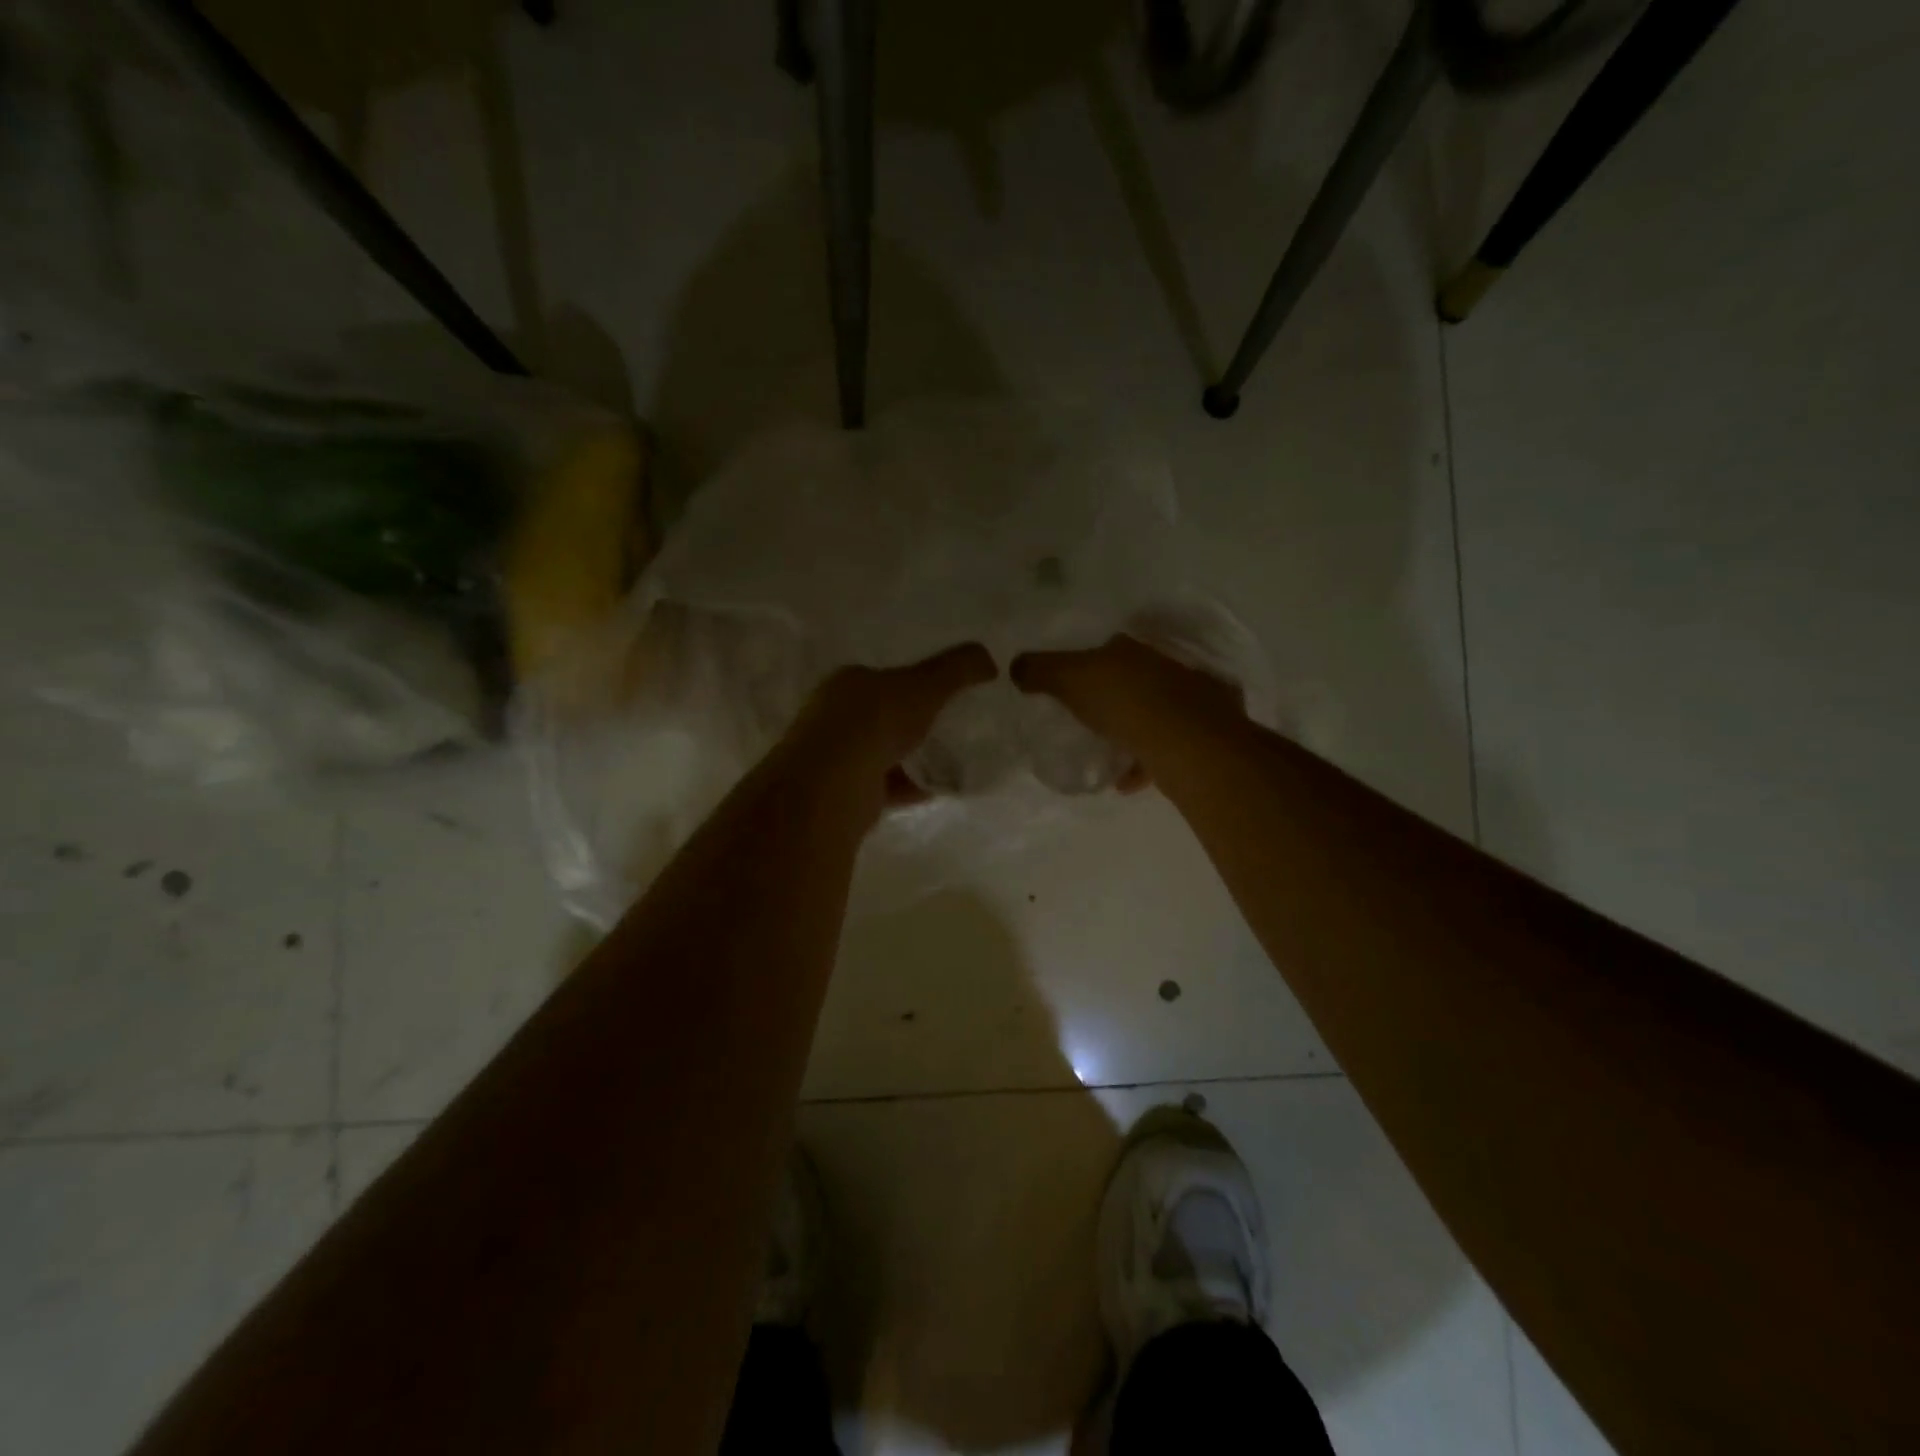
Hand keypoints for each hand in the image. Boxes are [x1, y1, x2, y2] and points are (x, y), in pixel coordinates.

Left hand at [778, 643, 998, 819]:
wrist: (834, 783)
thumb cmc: (876, 720)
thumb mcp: (925, 685)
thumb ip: (957, 669)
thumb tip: (988, 658)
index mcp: (847, 682)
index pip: (880, 677)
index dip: (909, 683)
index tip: (940, 694)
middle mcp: (834, 715)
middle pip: (879, 715)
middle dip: (910, 722)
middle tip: (947, 728)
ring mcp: (835, 756)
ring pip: (879, 752)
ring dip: (909, 757)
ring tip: (947, 761)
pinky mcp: (843, 791)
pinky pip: (883, 785)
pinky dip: (907, 786)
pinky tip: (935, 790)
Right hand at [1011, 634, 1245, 784]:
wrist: (1185, 742)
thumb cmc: (1123, 701)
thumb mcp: (1069, 679)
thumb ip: (1040, 671)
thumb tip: (1016, 666)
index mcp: (1136, 648)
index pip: (1110, 647)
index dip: (1090, 662)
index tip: (1074, 684)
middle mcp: (1167, 667)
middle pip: (1134, 679)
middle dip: (1114, 697)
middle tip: (1090, 719)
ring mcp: (1190, 701)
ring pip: (1155, 713)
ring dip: (1133, 731)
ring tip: (1108, 754)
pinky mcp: (1202, 735)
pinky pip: (1167, 747)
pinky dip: (1146, 763)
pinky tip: (1127, 781)